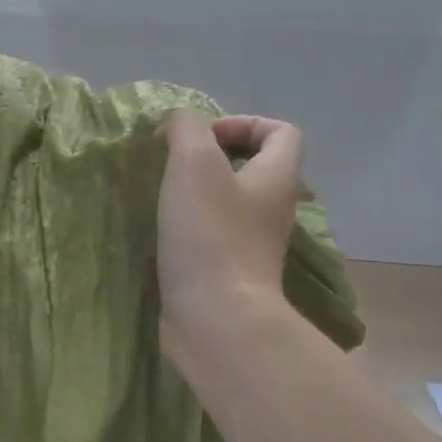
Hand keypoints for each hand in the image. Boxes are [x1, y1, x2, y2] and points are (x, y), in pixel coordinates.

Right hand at [156, 111, 302, 365]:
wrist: (215, 319)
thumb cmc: (210, 235)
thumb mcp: (193, 162)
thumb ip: (185, 128)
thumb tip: (176, 124)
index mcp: (277, 178)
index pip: (281, 132)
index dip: (244, 122)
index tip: (203, 138)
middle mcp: (272, 210)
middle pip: (253, 168)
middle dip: (212, 159)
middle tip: (174, 165)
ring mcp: (252, 246)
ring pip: (229, 204)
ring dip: (196, 194)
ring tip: (161, 195)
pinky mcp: (228, 274)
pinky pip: (212, 237)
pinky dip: (188, 228)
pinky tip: (161, 232)